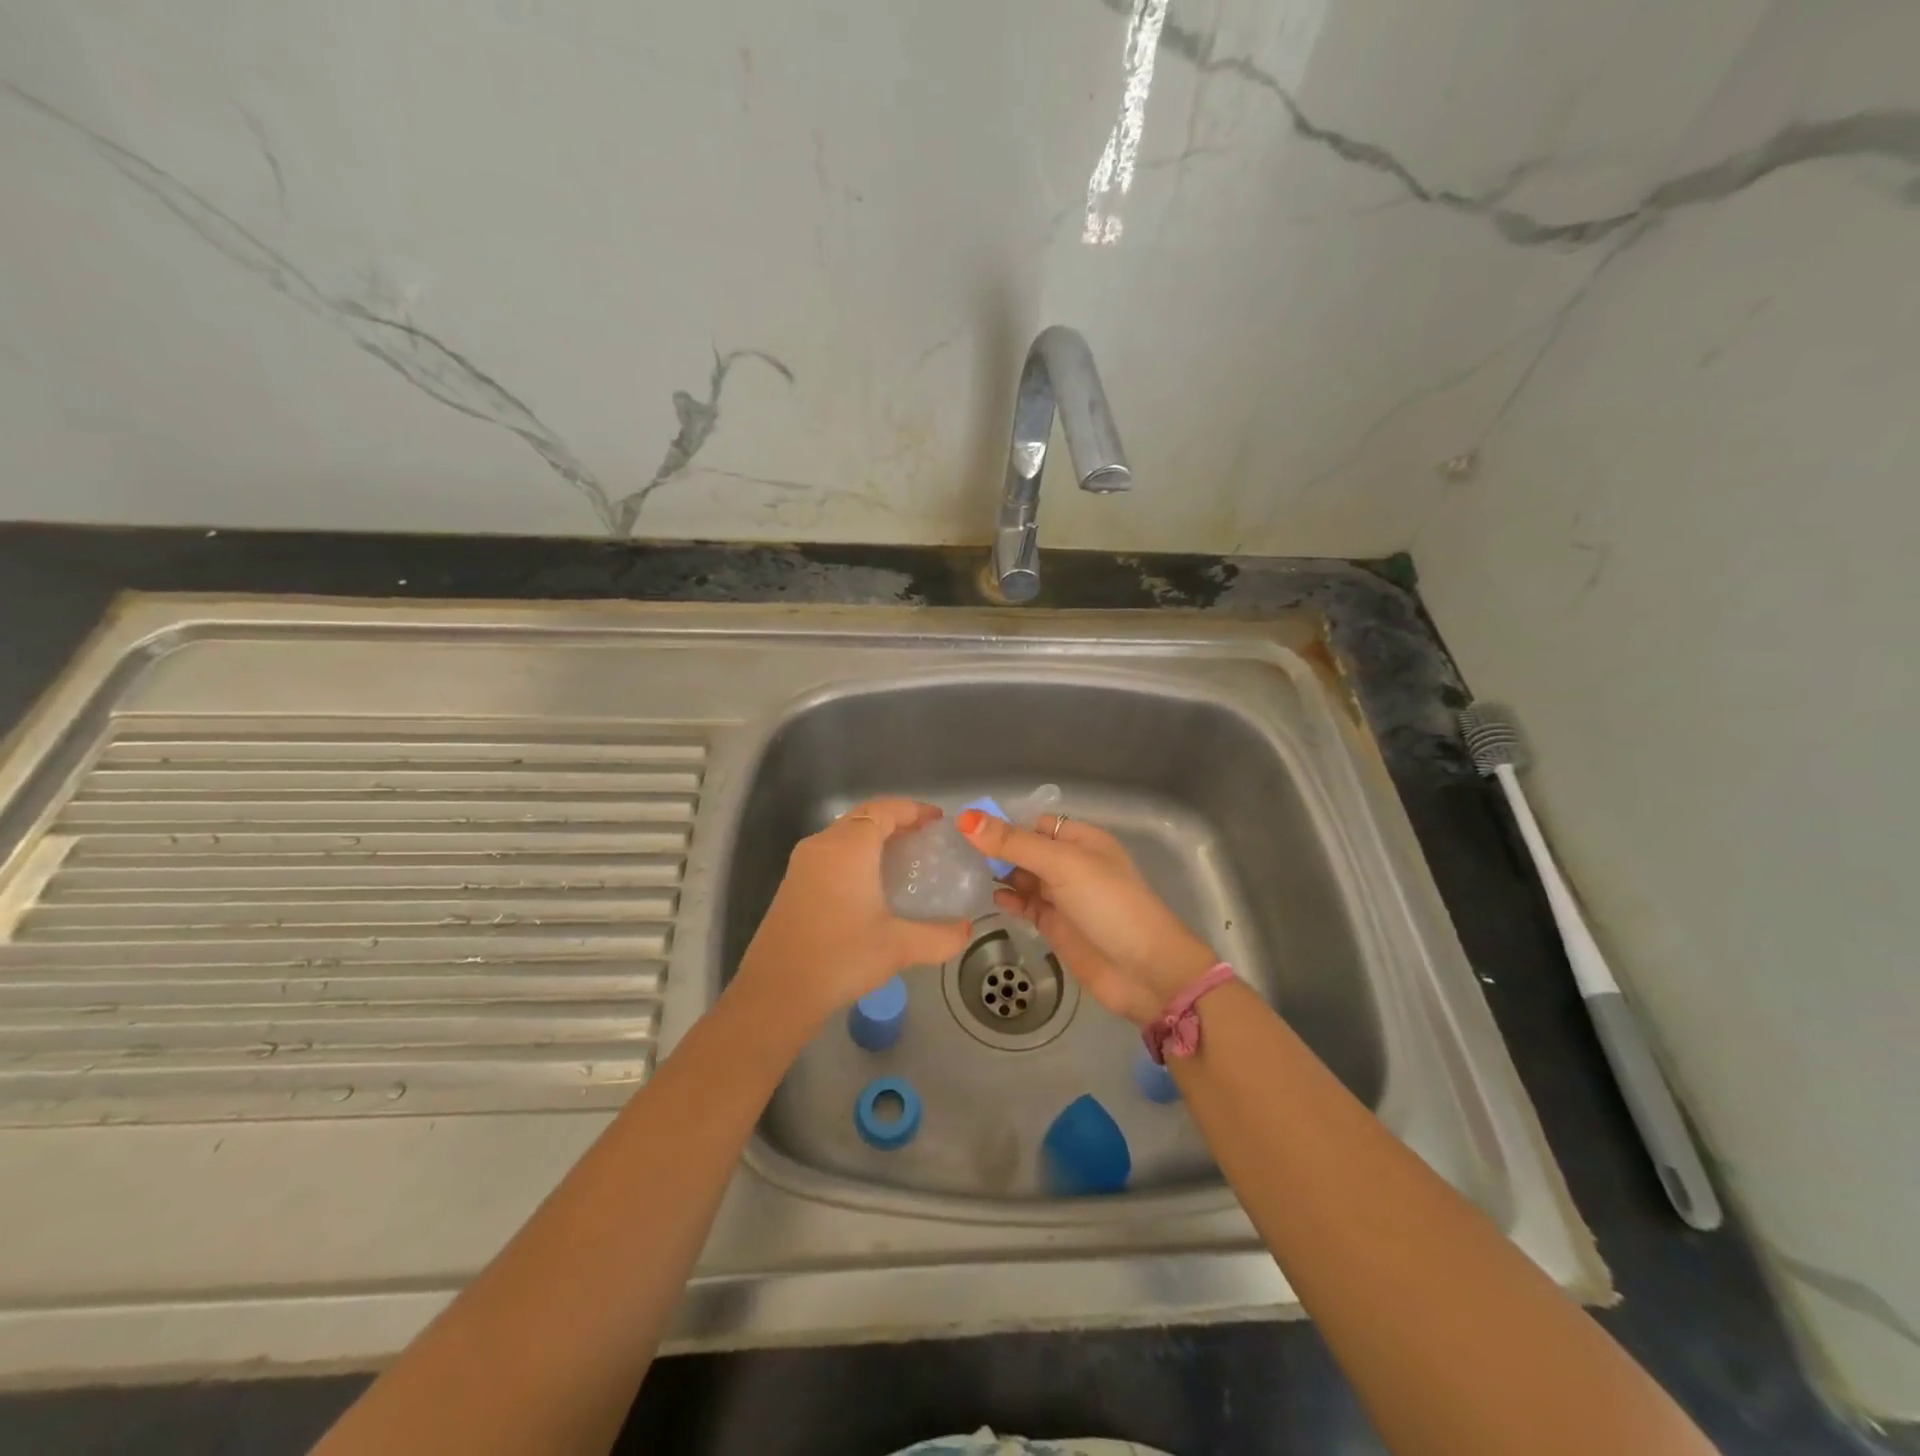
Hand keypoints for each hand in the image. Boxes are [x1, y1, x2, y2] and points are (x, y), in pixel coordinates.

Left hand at [734, 798, 973, 1031]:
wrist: (776, 992)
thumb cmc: (841, 957)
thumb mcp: (899, 947)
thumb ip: (940, 936)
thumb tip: (966, 930)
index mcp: (848, 847)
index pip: (884, 809)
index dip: (913, 809)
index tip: (938, 821)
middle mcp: (822, 845)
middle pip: (863, 816)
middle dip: (895, 821)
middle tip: (925, 840)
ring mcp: (802, 864)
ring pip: (844, 834)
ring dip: (873, 838)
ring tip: (903, 859)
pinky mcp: (792, 884)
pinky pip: (831, 853)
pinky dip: (855, 855)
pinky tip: (870, 884)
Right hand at [957, 810, 1216, 1028]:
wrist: (1145, 971)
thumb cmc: (1108, 905)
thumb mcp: (1062, 865)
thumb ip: (1014, 843)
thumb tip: (965, 818)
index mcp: (1081, 840)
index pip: (1033, 824)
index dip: (1002, 824)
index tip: (963, 828)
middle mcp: (1072, 864)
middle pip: (1025, 850)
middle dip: (995, 850)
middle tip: (952, 853)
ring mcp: (1063, 897)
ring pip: (1022, 878)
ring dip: (997, 875)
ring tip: (960, 874)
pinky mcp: (1056, 926)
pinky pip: (1025, 906)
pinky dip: (1007, 901)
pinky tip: (988, 899)